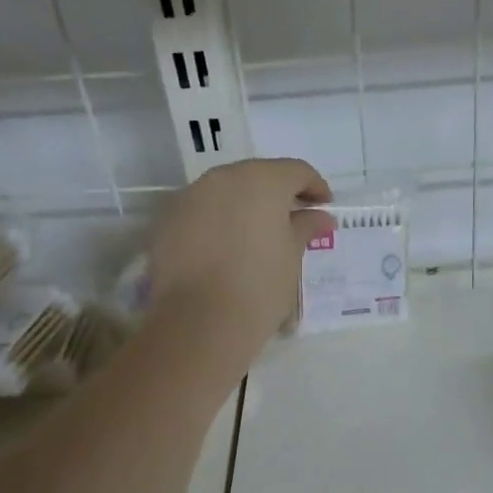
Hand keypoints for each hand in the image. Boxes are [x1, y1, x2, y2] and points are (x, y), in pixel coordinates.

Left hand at [148, 158, 333, 346]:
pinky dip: (217, 223)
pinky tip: (225, 249)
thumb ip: (305, 227)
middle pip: (257, 176)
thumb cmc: (260, 285)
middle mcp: (223, 178)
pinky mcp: (167, 221)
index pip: (295, 171)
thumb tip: (320, 217)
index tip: (325, 206)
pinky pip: (201, 213)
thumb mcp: (292, 255)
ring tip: (257, 236)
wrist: (201, 321)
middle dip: (277, 194)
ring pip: (225, 193)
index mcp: (262, 180)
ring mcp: (190, 197)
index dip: (315, 186)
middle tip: (292, 219)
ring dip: (244, 207)